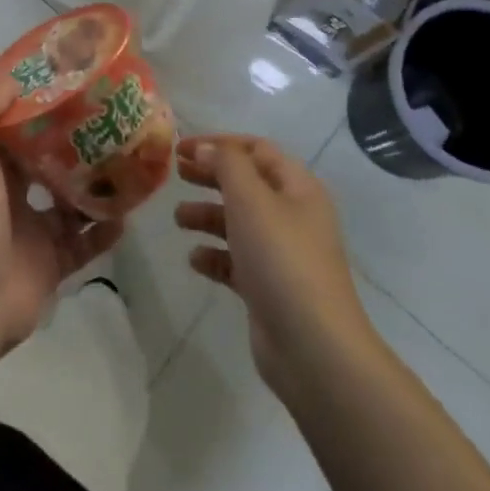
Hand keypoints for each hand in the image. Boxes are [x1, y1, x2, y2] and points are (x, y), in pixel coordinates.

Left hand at [0, 73, 124, 353]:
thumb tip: (13, 77)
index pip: (19, 134)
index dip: (41, 112)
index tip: (73, 91)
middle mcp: (13, 200)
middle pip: (50, 167)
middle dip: (77, 149)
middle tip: (112, 127)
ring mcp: (35, 235)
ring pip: (73, 206)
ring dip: (97, 189)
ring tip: (129, 167)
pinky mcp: (54, 266)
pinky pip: (86, 244)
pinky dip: (106, 232)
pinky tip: (127, 216)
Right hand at [174, 135, 376, 395]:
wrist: (313, 346)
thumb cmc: (282, 259)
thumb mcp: (251, 199)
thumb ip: (226, 165)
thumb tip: (206, 148)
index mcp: (297, 188)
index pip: (256, 149)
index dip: (219, 143)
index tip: (181, 148)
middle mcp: (292, 215)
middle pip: (246, 184)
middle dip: (210, 176)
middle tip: (176, 174)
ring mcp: (281, 254)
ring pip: (238, 222)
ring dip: (207, 216)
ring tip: (179, 219)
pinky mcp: (268, 287)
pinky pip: (236, 260)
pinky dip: (214, 255)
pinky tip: (195, 259)